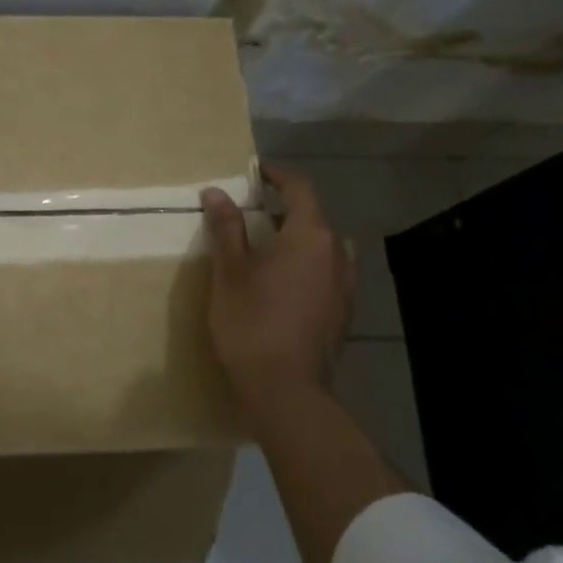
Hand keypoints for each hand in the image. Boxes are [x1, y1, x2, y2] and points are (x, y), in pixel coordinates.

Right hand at [200, 165, 353, 417]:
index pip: (299, 188)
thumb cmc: (253, 322)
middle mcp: (336, 255)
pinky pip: (326, 275)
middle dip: (284, 209)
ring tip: (268, 249)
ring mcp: (345, 287)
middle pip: (314, 218)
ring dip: (298, 240)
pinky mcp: (342, 314)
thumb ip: (227, 228)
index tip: (254, 172)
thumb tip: (217, 192)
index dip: (276, 175)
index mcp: (311, 236)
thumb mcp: (231, 271)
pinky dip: (306, 267)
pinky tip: (283, 285)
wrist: (287, 390)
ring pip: (323, 248)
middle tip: (251, 212)